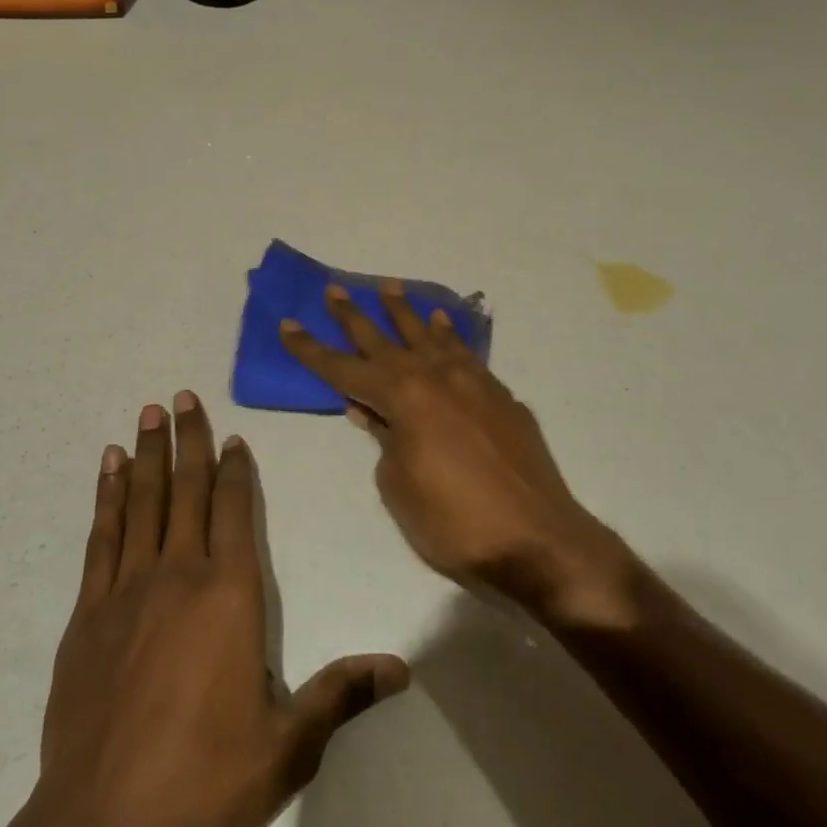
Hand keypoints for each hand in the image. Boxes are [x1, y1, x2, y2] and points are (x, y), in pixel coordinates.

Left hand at [0, 394, 407, 826]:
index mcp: (230, 595)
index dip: (234, 470)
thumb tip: (400, 668)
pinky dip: (107, 496)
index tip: (231, 437)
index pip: (234, 512)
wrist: (103, 824)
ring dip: (147, 454)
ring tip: (149, 413)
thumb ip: (340, 695)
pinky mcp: (89, 612)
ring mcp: (128, 589)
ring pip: (142, 502)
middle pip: (185, 490)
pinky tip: (108, 469)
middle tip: (182, 396)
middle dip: (187, 439)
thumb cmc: (205, 778)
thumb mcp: (287, 746)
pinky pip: (102, 536)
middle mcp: (179, 575)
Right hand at [280, 285, 635, 625]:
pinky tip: (441, 322)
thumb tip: (372, 413)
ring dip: (405, 312)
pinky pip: (465, 352)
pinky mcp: (499, 395)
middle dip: (354, 316)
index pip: (344, 368)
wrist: (538, 539)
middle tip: (334, 288)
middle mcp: (435, 377)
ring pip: (428, 335)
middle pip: (384, 339)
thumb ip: (383, 442)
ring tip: (388, 288)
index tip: (288, 324)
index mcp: (404, 398)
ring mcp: (472, 381)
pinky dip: (449, 334)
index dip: (312, 350)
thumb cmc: (455, 523)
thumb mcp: (400, 488)